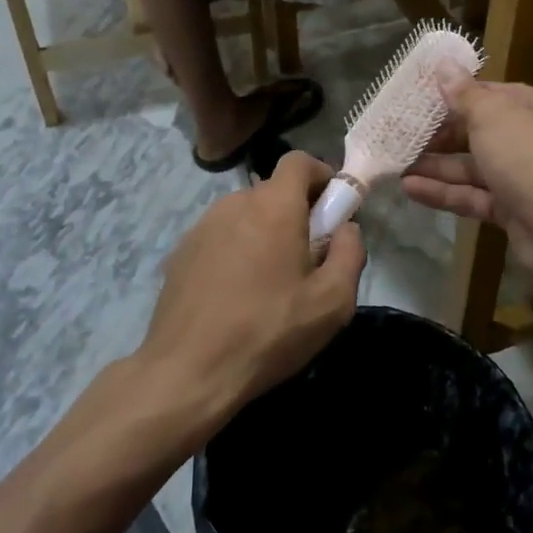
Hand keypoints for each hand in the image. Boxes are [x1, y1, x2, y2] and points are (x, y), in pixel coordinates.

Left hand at [137, 152, 364, 436]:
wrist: (187, 371)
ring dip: (264, 233)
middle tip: (306, 259)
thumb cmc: (268, 332)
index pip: (299, 161)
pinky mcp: (181, 250)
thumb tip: (347, 228)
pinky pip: (221, 236)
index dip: (320, 175)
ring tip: (269, 283)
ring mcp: (203, 226)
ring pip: (246, 214)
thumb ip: (350, 253)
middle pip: (273, 191)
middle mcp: (235, 203)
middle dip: (296, 213)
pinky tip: (235, 295)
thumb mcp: (332, 302)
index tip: (331, 210)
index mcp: (274, 206)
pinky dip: (236, 251)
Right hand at [402, 78, 532, 281]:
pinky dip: (443, 192)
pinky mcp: (511, 211)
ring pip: (471, 167)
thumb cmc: (528, 156)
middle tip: (400, 135)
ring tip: (395, 165)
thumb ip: (463, 94)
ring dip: (435, 166)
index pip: (487, 94)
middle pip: (476, 132)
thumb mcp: (491, 116)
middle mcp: (530, 138)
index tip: (416, 99)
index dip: (452, 96)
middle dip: (438, 135)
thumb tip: (444, 65)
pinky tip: (409, 189)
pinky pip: (472, 196)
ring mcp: (521, 177)